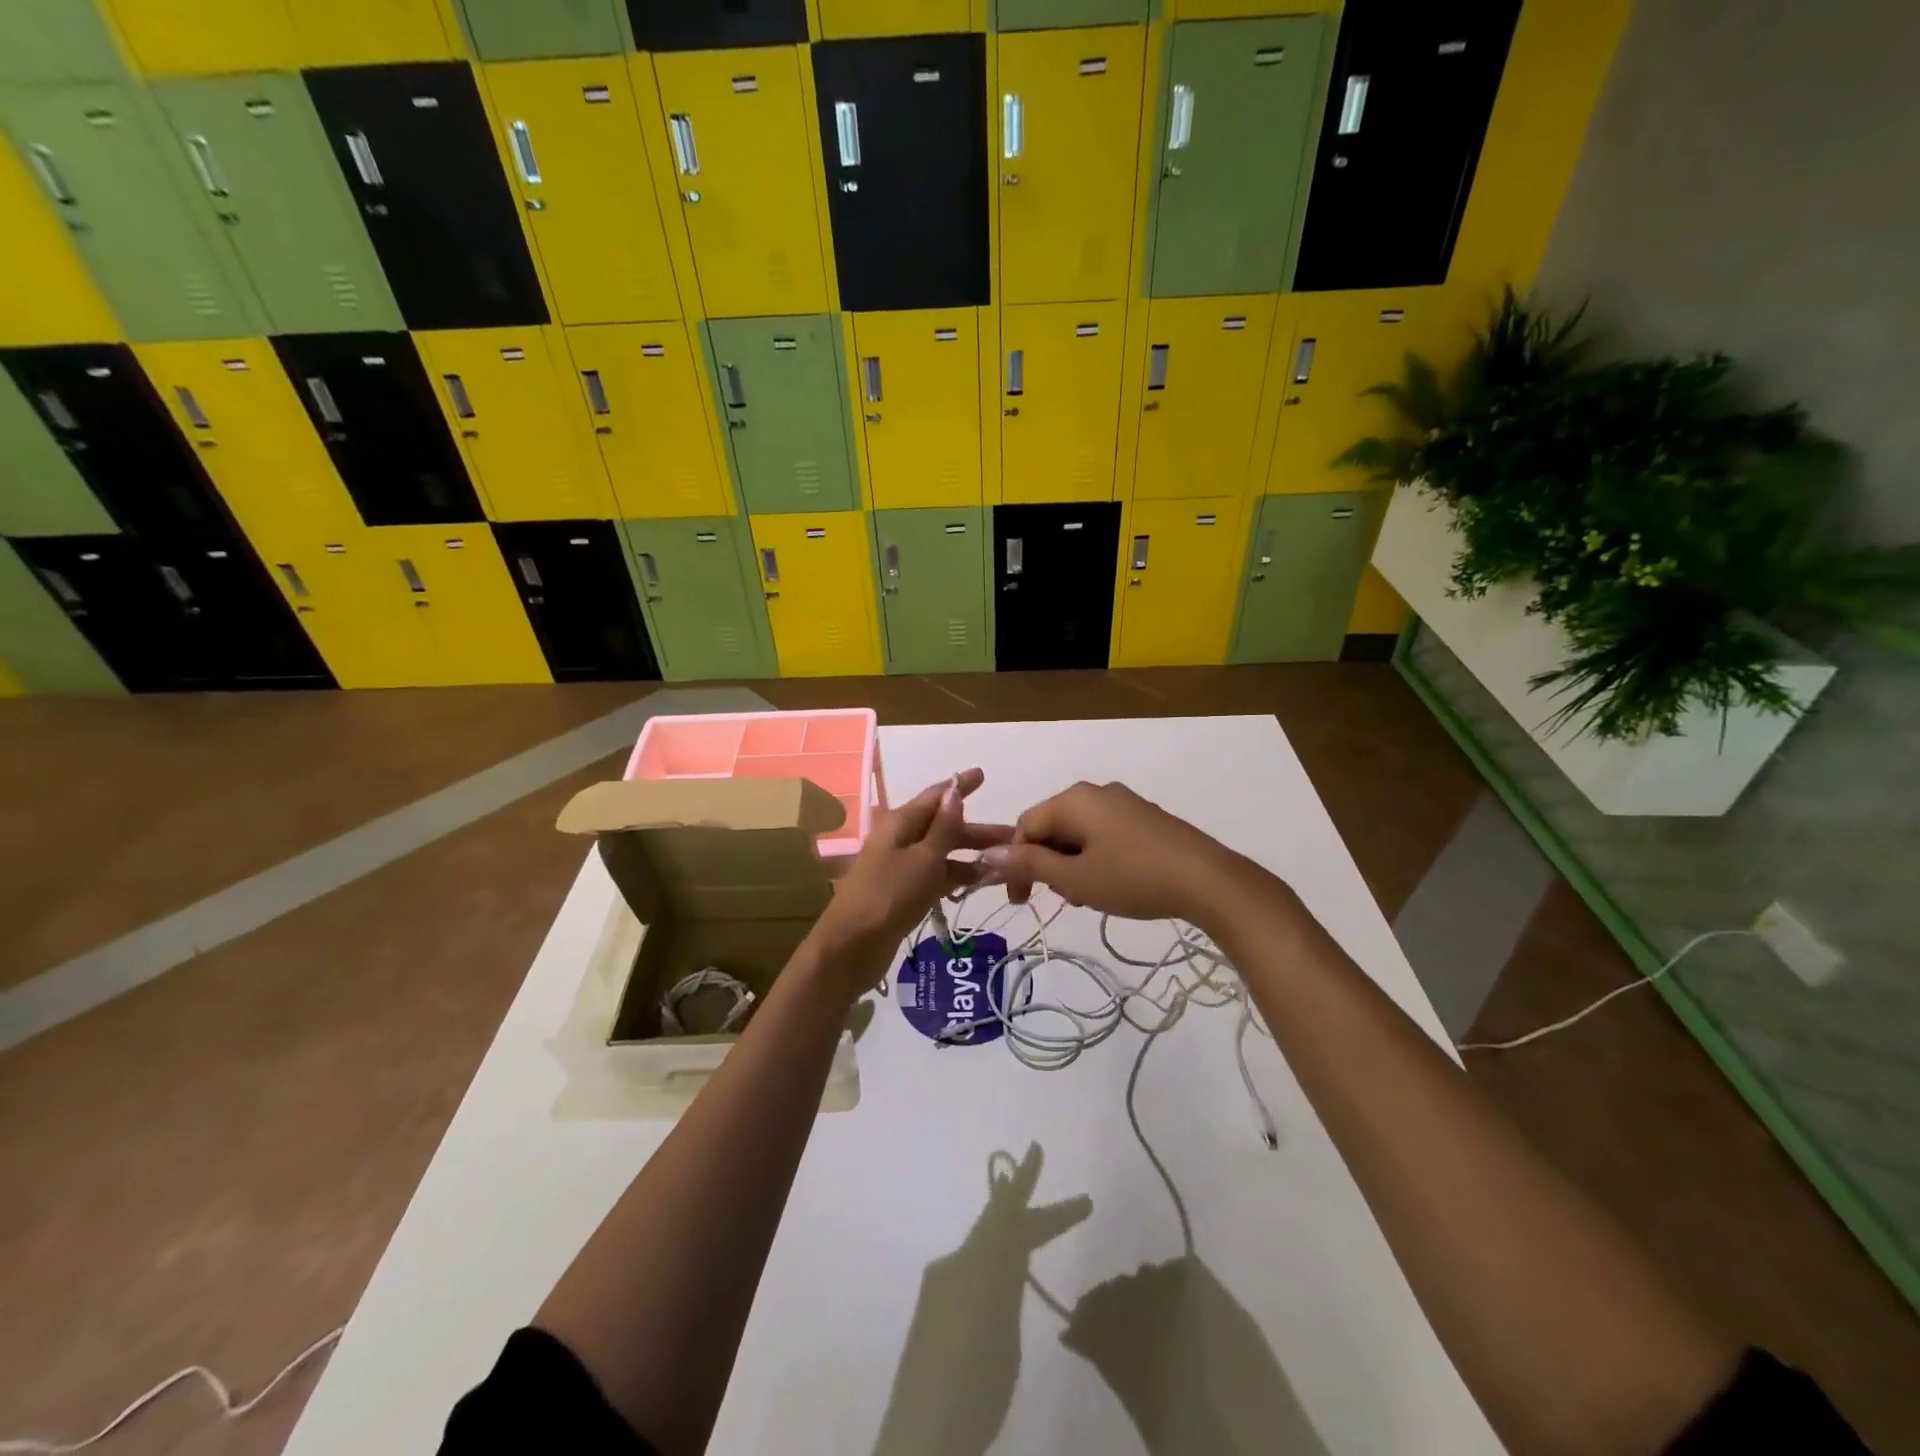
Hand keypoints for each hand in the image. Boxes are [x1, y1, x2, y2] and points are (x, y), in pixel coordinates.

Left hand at [810, 769, 1012, 986]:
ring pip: (943, 854)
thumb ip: (943, 828)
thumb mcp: (923, 859)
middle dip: (977, 830)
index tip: (982, 774)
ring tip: (1008, 864)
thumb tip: (954, 791)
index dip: (959, 786)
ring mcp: (902, 868)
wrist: (851, 948)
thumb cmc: (889, 896)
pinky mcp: (904, 894)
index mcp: (900, 824)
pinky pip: (937, 876)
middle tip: (1015, 836)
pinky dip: (958, 877)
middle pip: (943, 827)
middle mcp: (901, 840)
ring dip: (972, 856)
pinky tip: (982, 884)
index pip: (935, 796)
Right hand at [979, 781, 1240, 922]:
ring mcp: (1123, 802)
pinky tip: (1111, 884)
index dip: (1015, 862)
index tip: (1021, 901)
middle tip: (1059, 899)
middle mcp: (1095, 792)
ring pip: (1078, 833)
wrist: (1208, 880)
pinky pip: (1103, 833)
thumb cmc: (1134, 878)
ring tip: (1086, 897)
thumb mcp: (1075, 878)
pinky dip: (1094, 858)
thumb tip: (987, 854)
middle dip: (1046, 863)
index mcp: (1073, 800)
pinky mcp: (1144, 818)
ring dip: (1070, 864)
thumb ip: (1030, 864)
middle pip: (1051, 826)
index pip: (1025, 825)